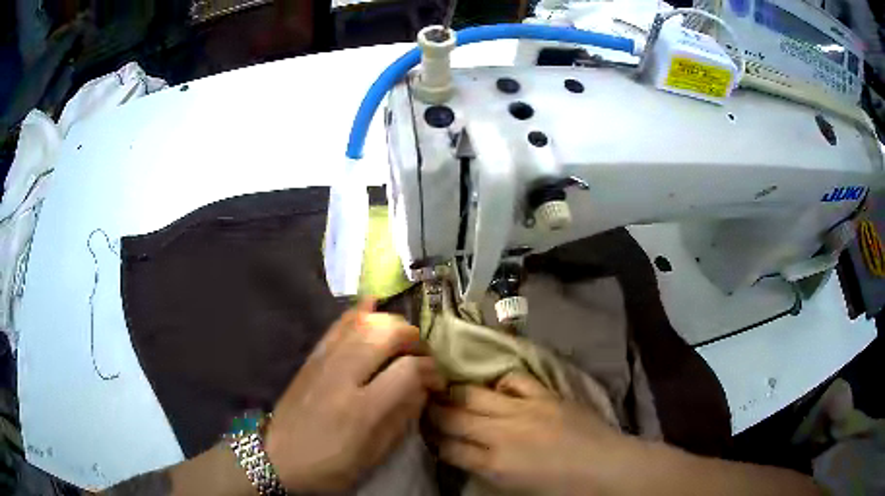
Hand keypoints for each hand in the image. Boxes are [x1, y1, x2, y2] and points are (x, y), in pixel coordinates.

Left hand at [264, 299, 445, 492]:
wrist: (278, 459)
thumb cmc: (330, 466)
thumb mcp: (374, 454)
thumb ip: (401, 417)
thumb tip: (423, 388)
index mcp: (362, 410)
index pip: (408, 370)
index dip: (431, 370)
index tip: (437, 381)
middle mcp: (342, 377)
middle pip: (386, 334)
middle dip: (413, 338)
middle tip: (422, 356)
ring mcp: (323, 362)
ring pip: (363, 322)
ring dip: (391, 323)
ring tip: (403, 339)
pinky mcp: (311, 357)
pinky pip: (337, 325)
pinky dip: (358, 311)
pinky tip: (373, 304)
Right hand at [429, 372, 637, 494]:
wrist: (606, 467)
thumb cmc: (561, 489)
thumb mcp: (515, 489)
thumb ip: (485, 470)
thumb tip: (465, 455)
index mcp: (495, 465)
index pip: (448, 448)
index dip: (432, 440)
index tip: (423, 433)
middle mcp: (502, 434)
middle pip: (453, 417)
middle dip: (432, 411)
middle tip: (421, 405)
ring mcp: (525, 410)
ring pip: (475, 395)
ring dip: (455, 394)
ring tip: (443, 390)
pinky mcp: (545, 395)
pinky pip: (513, 380)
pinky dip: (498, 384)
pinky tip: (493, 388)